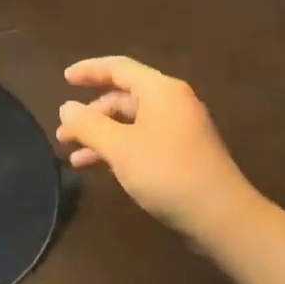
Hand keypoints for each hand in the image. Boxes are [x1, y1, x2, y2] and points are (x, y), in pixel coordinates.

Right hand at [56, 56, 259, 243]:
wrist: (221, 216)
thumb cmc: (167, 172)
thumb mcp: (119, 147)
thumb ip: (88, 125)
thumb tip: (66, 107)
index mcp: (160, 90)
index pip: (118, 67)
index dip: (89, 70)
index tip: (64, 78)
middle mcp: (171, 102)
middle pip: (122, 96)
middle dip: (90, 113)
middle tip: (63, 131)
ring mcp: (178, 128)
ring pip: (129, 122)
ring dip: (100, 135)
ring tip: (73, 155)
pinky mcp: (181, 152)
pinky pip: (140, 139)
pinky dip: (117, 148)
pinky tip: (97, 167)